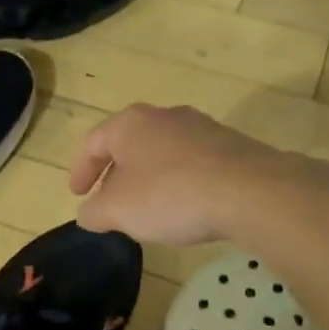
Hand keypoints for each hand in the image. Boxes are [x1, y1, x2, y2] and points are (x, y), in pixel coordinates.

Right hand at [70, 104, 298, 245]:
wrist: (251, 191)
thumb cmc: (170, 195)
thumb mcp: (118, 211)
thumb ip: (94, 212)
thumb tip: (88, 213)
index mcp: (130, 124)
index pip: (93, 143)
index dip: (80, 171)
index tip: (77, 195)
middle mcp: (164, 116)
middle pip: (129, 144)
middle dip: (115, 174)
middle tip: (109, 202)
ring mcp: (201, 127)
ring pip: (161, 152)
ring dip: (148, 178)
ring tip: (146, 208)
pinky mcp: (230, 146)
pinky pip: (191, 163)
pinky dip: (178, 182)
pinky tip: (184, 207)